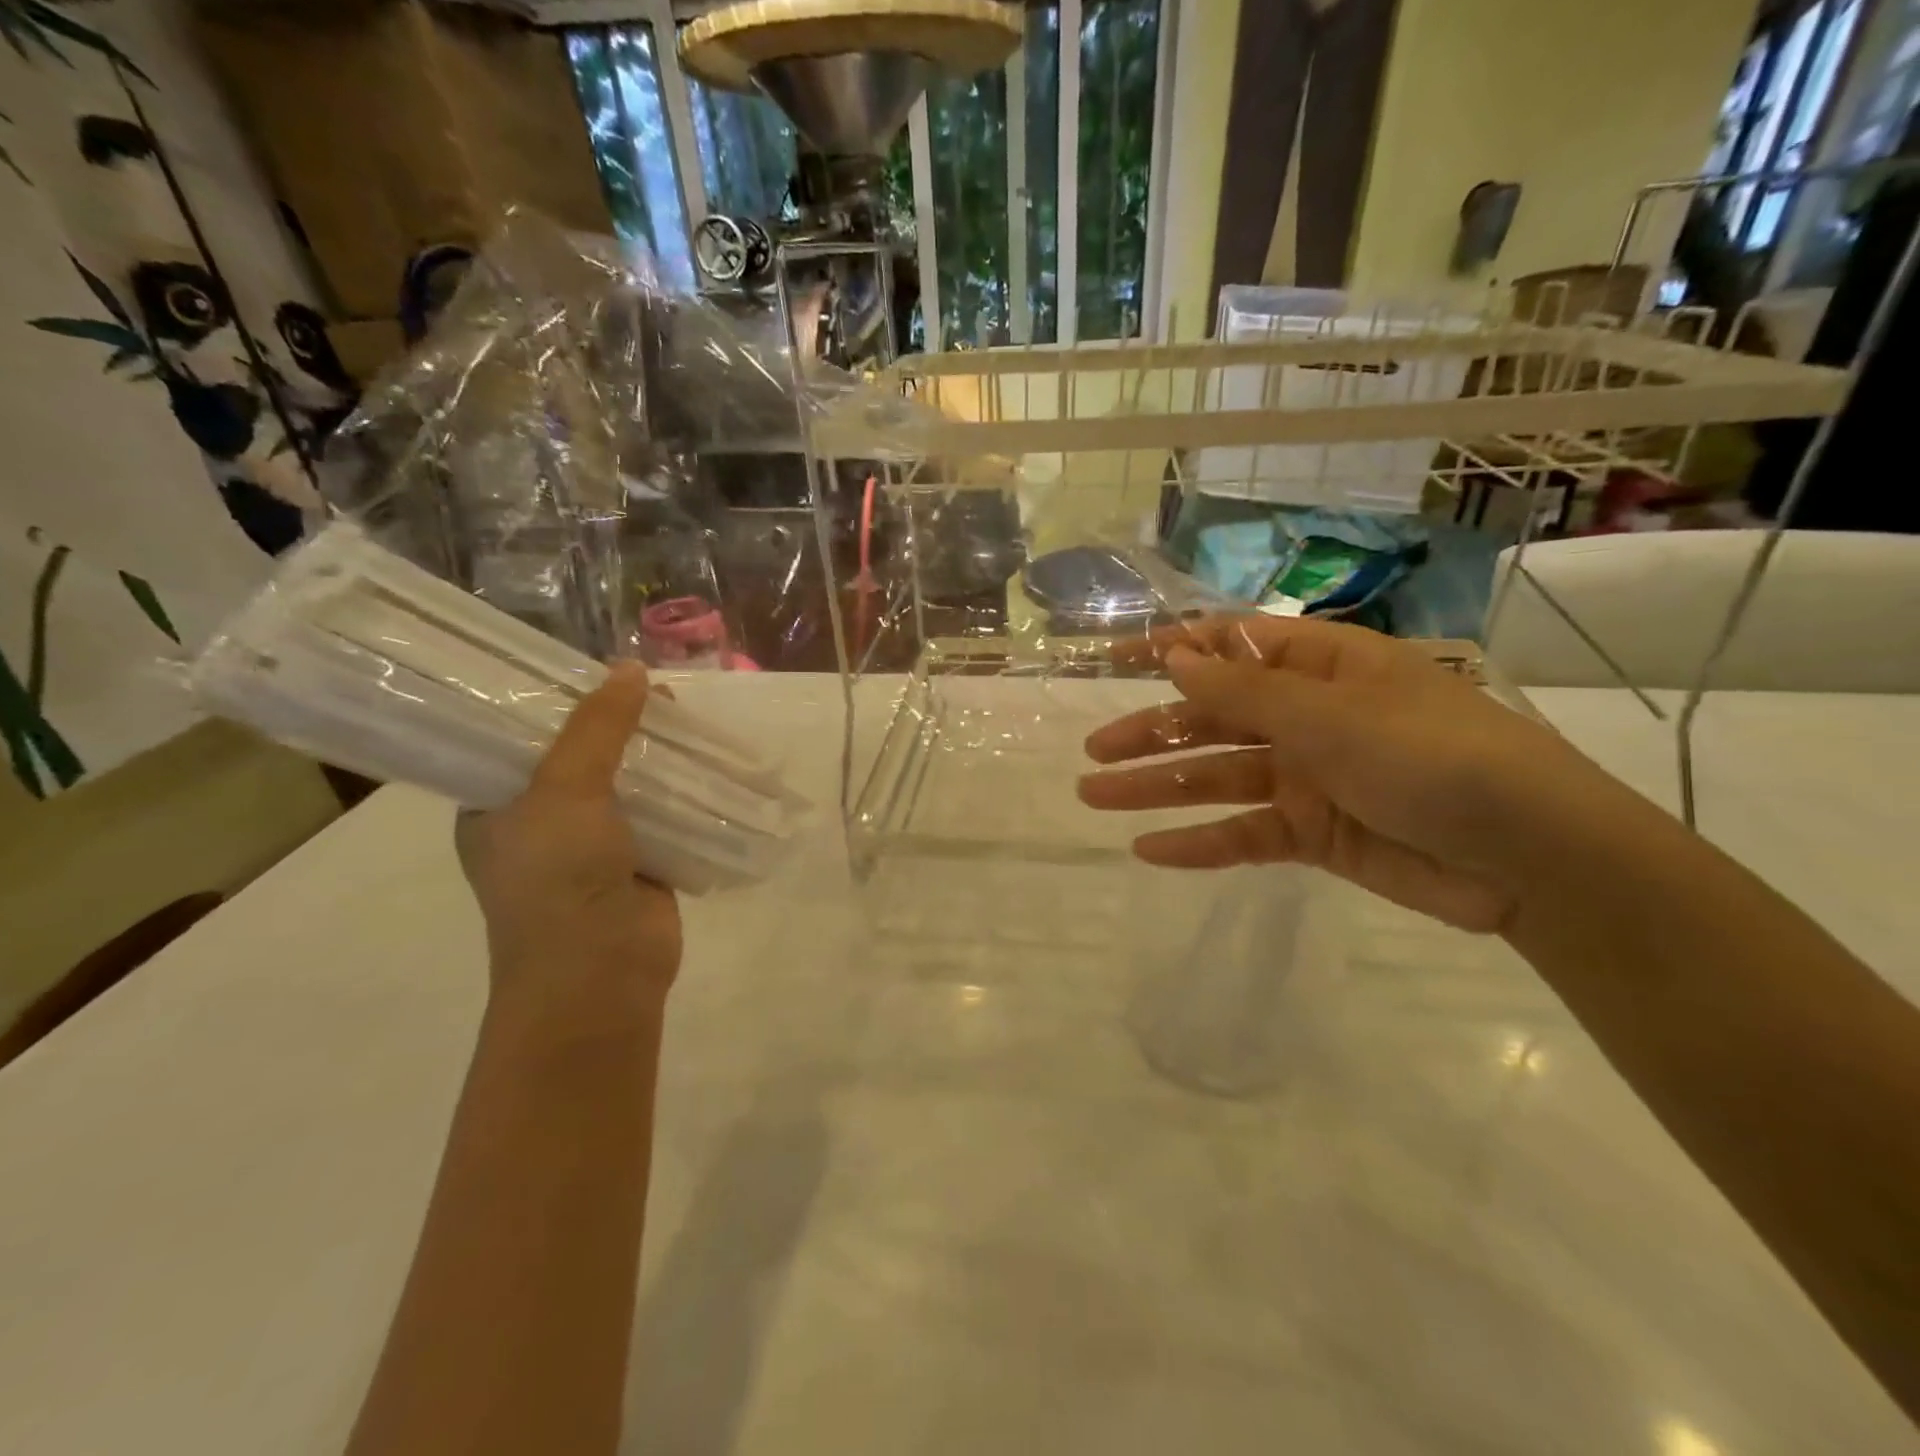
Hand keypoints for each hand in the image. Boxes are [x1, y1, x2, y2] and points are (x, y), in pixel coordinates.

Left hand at [457, 662, 681, 1018]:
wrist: (601, 974)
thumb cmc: (558, 880)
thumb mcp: (565, 790)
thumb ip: (597, 729)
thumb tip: (633, 669)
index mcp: (496, 806)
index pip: (521, 737)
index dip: (559, 703)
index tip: (594, 670)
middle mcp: (542, 821)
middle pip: (584, 755)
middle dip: (619, 725)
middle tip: (654, 690)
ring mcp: (595, 844)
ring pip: (629, 783)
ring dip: (657, 756)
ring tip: (686, 716)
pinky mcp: (642, 860)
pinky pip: (664, 812)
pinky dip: (684, 789)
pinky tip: (708, 759)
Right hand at [1078, 616, 1606, 932]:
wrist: (1529, 857)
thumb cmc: (1433, 757)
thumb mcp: (1331, 715)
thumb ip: (1244, 693)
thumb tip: (1174, 656)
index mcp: (1320, 668)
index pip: (1231, 647)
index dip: (1171, 650)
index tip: (1112, 660)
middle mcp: (1308, 717)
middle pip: (1212, 719)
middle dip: (1151, 733)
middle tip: (1093, 753)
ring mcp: (1308, 777)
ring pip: (1216, 778)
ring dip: (1157, 788)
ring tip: (1095, 797)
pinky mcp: (1313, 834)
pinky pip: (1243, 835)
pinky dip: (1199, 843)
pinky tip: (1148, 849)